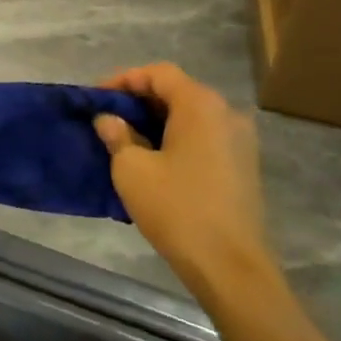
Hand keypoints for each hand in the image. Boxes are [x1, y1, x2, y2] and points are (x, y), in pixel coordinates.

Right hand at [93, 63, 276, 300]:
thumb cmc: (177, 209)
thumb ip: (117, 136)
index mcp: (201, 105)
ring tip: (125, 140)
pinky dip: (176, 139)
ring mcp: (240, 140)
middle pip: (177, 91)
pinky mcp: (243, 166)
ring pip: (191, 116)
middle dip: (139, 101)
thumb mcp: (132, 170)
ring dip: (157, 122)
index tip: (96, 98)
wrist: (230, 266)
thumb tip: (108, 119)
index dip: (123, 80)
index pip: (158, 73)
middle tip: (107, 118)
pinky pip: (204, 138)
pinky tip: (154, 161)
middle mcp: (226, 113)